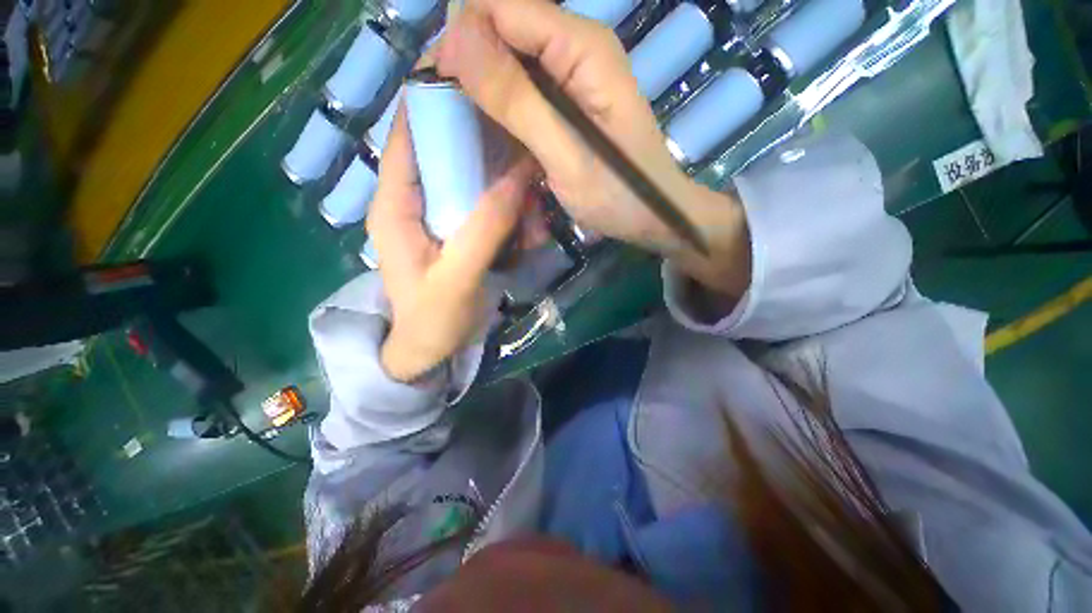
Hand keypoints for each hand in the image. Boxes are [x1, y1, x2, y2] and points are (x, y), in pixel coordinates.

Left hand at [368, 108, 535, 382]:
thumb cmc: (432, 320)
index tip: (480, 81)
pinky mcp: (454, 231)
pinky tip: (526, 211)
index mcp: (394, 204)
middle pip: (443, 149)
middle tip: (521, 133)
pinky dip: (503, 201)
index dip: (436, 101)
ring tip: (532, 179)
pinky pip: (479, 202)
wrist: (428, 352)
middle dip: (481, 139)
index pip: (409, 134)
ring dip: (499, 175)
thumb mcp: (458, 278)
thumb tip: (518, 175)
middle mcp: (410, 200)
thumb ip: (485, 227)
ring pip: (466, 177)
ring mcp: (435, 216)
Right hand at [435, 0, 750, 297]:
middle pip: (503, 30)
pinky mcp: (570, 100)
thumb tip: (455, 38)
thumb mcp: (566, 155)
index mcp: (580, 47)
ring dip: (485, 93)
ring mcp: (573, 75)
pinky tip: (498, 138)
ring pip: (510, 61)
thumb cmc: (618, 194)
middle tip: (456, 122)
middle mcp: (576, 47)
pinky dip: (504, 110)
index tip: (444, 92)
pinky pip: (524, 89)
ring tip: (472, 133)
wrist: (653, 215)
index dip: (463, 40)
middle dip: (471, 68)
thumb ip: (517, 100)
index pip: (500, 7)